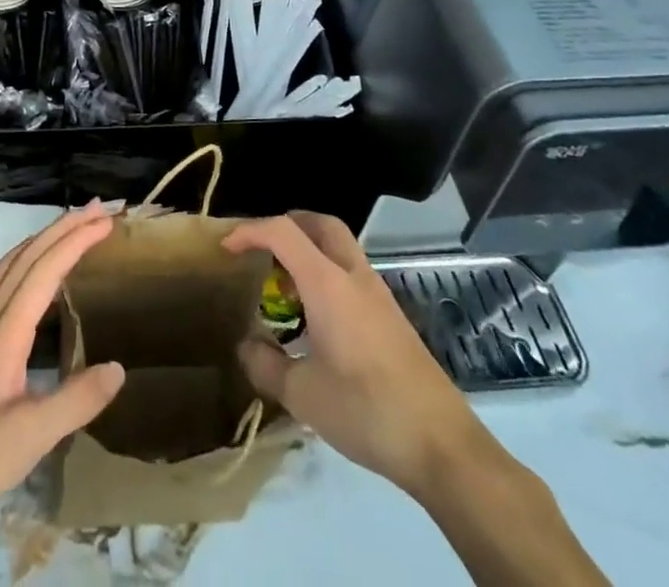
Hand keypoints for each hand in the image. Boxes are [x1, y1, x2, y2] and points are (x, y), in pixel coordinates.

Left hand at [0, 205, 125, 585]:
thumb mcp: (32, 438)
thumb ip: (76, 400)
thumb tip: (119, 367)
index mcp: (4, 333)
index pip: (44, 271)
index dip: (75, 242)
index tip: (105, 221)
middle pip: (25, 258)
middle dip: (60, 229)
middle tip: (96, 210)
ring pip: (7, 268)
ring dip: (39, 242)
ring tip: (67, 230)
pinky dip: (21, 267)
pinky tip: (30, 284)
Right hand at [222, 211, 484, 499]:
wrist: (442, 445)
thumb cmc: (367, 411)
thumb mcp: (303, 396)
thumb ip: (266, 365)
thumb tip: (245, 345)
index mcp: (327, 283)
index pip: (282, 231)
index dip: (250, 231)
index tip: (226, 249)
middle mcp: (353, 276)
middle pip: (320, 223)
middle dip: (286, 224)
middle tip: (262, 249)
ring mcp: (378, 294)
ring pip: (339, 246)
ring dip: (309, 249)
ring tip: (285, 283)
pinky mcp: (391, 316)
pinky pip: (351, 272)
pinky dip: (327, 273)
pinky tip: (316, 315)